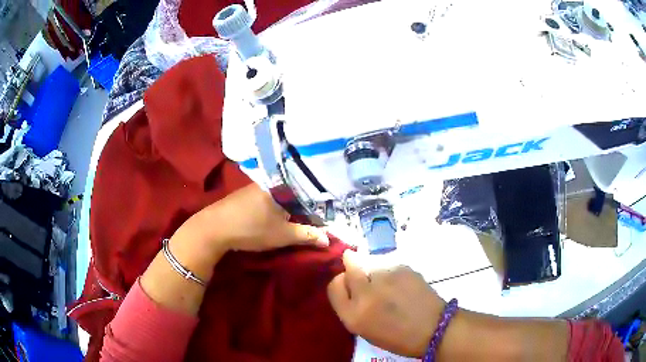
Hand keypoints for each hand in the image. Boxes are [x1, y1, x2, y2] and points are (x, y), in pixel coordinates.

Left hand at [189, 184, 328, 252]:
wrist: (214, 228)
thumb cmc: (252, 229)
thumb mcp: (283, 235)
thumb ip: (307, 235)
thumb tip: (328, 239)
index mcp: (282, 185)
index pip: (309, 191)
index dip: (320, 205)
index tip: (327, 216)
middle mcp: (270, 181)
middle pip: (295, 192)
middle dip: (305, 206)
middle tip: (316, 219)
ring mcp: (256, 186)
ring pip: (281, 195)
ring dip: (290, 207)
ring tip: (300, 219)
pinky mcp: (246, 193)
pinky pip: (270, 197)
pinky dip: (277, 207)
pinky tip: (278, 216)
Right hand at [327, 250, 444, 357]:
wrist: (433, 328)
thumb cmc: (397, 336)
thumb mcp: (365, 329)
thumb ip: (352, 306)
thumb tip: (349, 281)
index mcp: (353, 315)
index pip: (334, 285)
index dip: (341, 283)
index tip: (350, 286)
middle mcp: (366, 294)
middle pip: (350, 266)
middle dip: (355, 267)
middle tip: (367, 276)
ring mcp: (385, 279)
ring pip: (371, 262)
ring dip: (375, 270)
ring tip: (390, 284)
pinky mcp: (403, 268)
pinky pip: (389, 264)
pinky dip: (392, 271)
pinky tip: (403, 284)